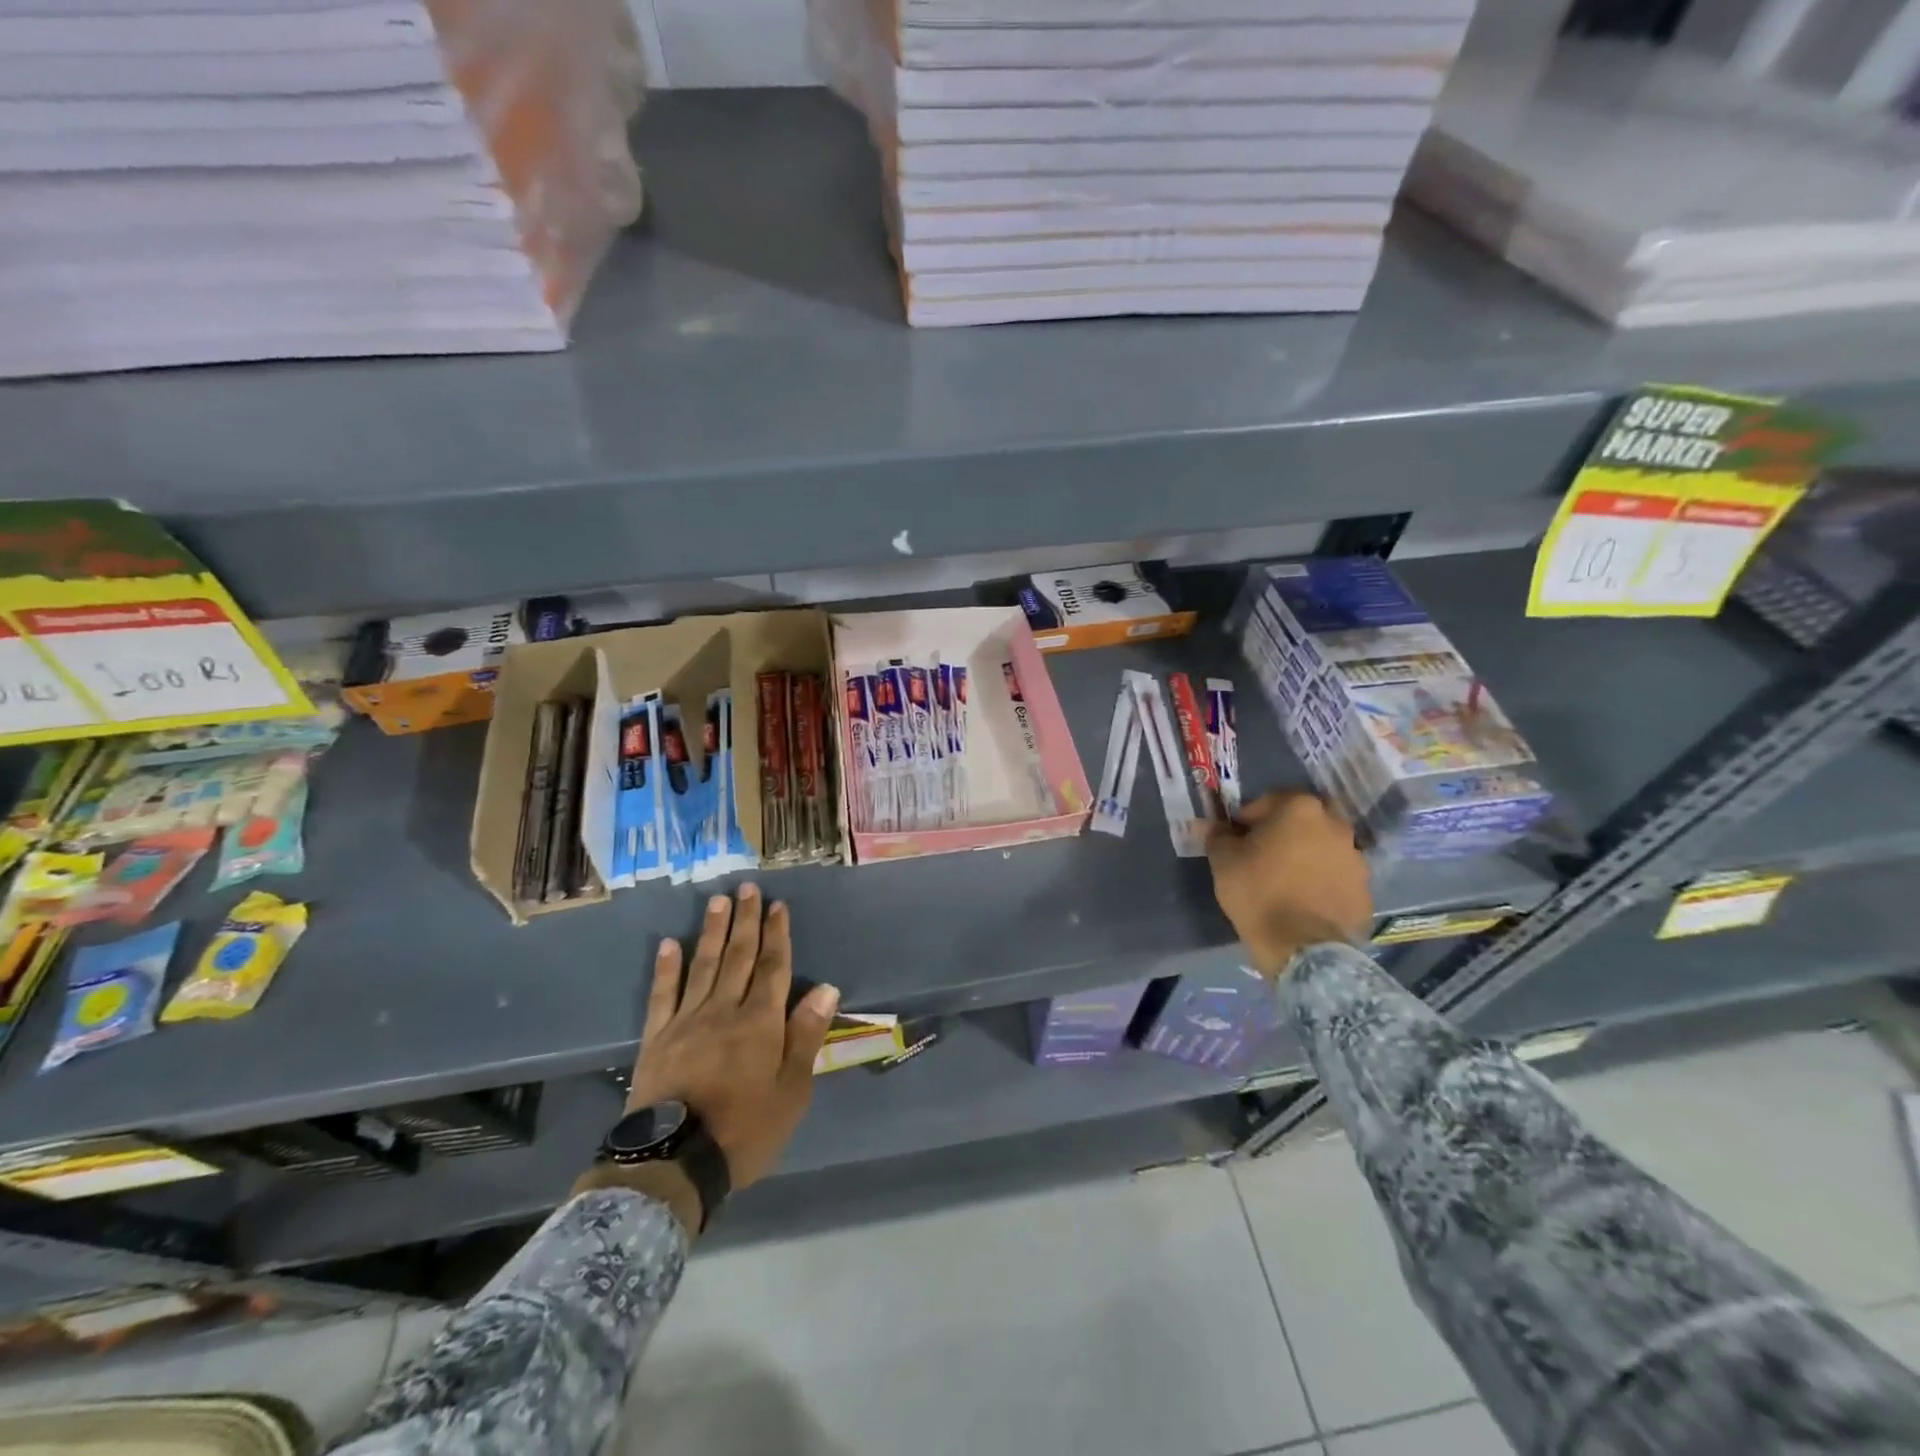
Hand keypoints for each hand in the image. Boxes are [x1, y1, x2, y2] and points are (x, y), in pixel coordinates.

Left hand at [624, 884, 839, 1190]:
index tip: (778, 905)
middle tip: (747, 888)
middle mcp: (724, 1010)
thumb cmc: (745, 1130)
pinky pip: (662, 995)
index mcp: (760, 1022)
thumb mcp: (791, 1091)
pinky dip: (667, 968)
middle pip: (739, 956)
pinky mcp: (656, 1038)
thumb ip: (806, 1036)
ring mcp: (686, 1021)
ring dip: (712, 931)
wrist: (675, 1162)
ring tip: (718, 901)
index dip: (777, 934)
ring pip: (703, 965)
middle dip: (746, 921)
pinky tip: (669, 944)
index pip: (773, 967)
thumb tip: (825, 987)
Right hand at [1206, 791, 1371, 976]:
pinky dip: (1322, 882)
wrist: (1302, 947)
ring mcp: (1355, 858)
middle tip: (1264, 854)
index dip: (1247, 818)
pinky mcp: (1365, 890)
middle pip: (1303, 820)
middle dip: (1285, 831)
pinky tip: (1304, 901)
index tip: (1235, 837)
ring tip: (1285, 881)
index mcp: (1300, 809)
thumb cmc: (1258, 892)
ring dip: (1307, 856)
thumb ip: (1217, 836)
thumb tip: (1211, 826)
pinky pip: (1337, 877)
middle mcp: (1335, 825)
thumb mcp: (1223, 860)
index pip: (1268, 801)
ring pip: (1324, 848)